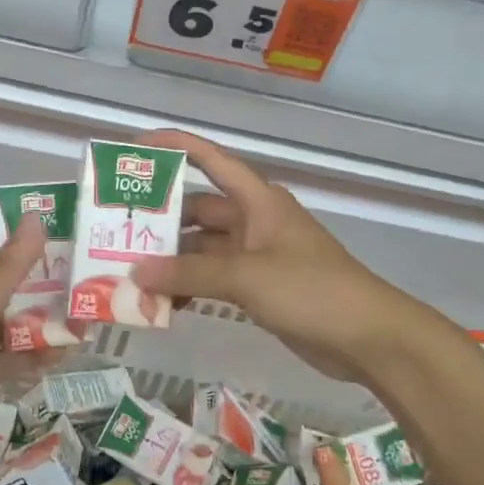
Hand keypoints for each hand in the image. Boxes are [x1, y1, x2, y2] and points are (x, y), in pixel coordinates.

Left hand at [0, 219, 66, 458]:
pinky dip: (30, 359)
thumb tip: (38, 218)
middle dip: (33, 280)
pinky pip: (3, 362)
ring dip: (37, 322)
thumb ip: (10, 264)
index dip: (1, 228)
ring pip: (4, 325)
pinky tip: (62, 356)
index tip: (41, 229)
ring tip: (80, 318)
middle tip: (78, 278)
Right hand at [129, 130, 442, 382]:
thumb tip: (136, 272)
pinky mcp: (258, 287)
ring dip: (172, 261)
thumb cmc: (311, 290)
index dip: (174, 147)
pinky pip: (213, 278)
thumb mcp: (247, 276)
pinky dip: (190, 286)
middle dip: (161, 221)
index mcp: (258, 200)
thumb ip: (190, 273)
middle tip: (116, 233)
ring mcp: (256, 256)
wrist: (367, 337)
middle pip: (198, 210)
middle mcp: (254, 221)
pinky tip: (162, 302)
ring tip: (129, 273)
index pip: (210, 160)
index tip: (134, 148)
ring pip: (202, 249)